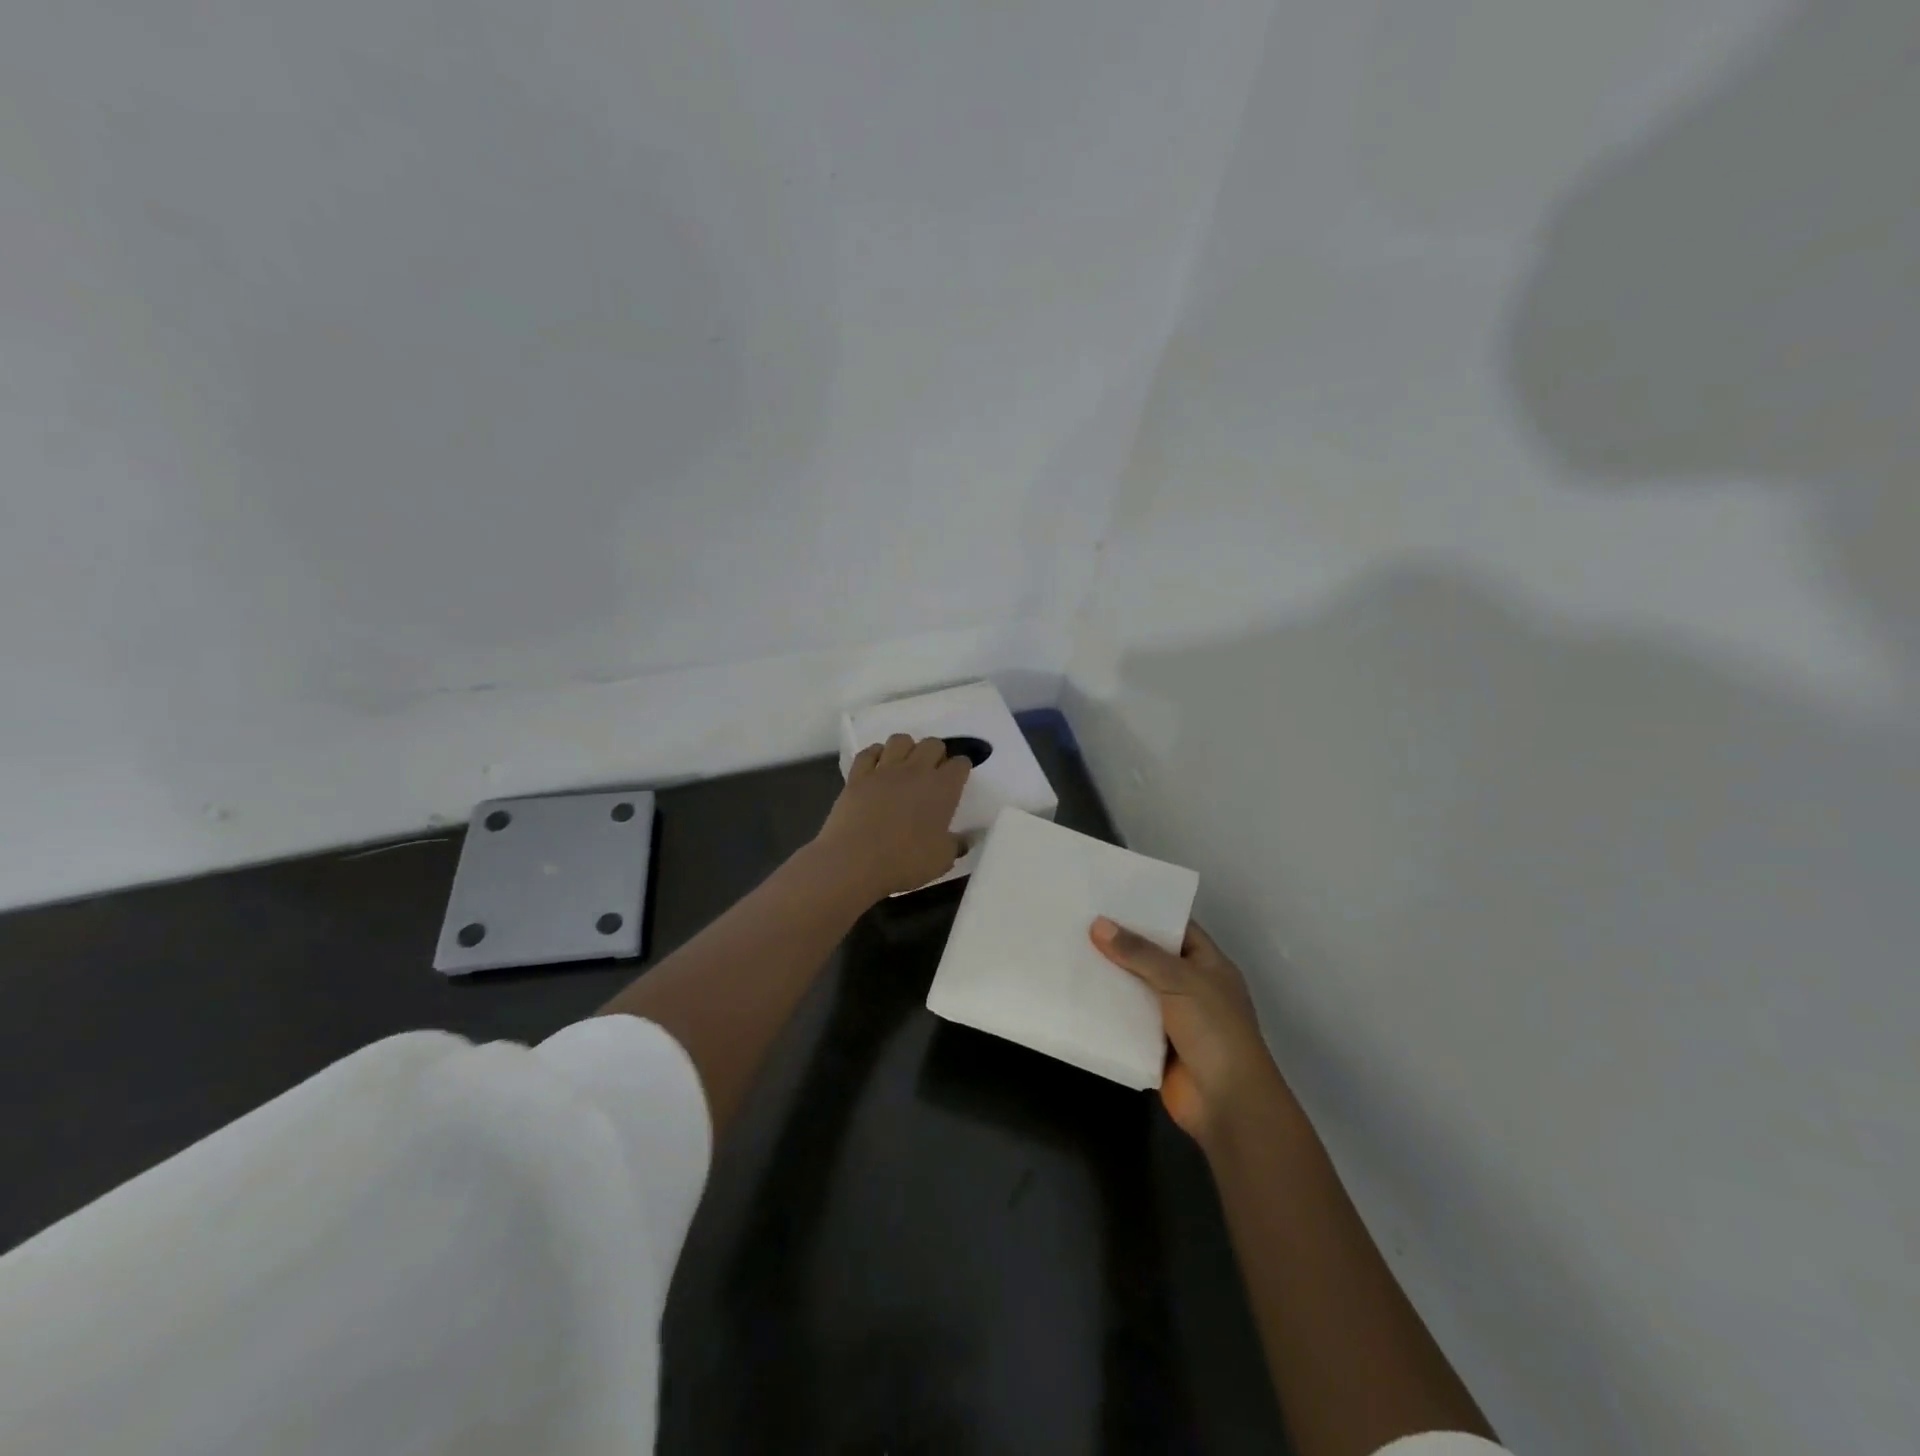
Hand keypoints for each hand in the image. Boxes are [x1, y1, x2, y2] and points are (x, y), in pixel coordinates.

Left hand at [815, 734, 970, 899]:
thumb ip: (956, 845)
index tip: (958, 780)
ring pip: (900, 740)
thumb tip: (965, 839)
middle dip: (937, 753)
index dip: (961, 769)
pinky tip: (877, 767)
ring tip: (905, 765)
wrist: (854, 862)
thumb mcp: (942, 860)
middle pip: (933, 744)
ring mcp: (884, 770)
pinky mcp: (858, 776)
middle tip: (933, 772)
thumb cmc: (904, 862)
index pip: (960, 764)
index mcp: (943, 788)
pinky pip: (869, 752)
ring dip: (907, 749)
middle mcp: (916, 771)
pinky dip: (875, 755)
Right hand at [1090, 918, 1284, 1146]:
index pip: (1176, 926)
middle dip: (1120, 942)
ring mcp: (1172, 1016)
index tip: (1109, 895)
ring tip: (1069, 948)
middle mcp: (1190, 986)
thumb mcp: (1180, 980)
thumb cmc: (1214, 1030)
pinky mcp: (1153, 1043)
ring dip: (1109, 975)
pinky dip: (1106, 1008)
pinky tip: (1075, 990)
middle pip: (1151, 956)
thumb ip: (1138, 952)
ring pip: (1135, 987)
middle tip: (1079, 918)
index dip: (1147, 910)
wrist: (1226, 1103)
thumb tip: (1098, 924)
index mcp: (1208, 964)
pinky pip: (1125, 1018)